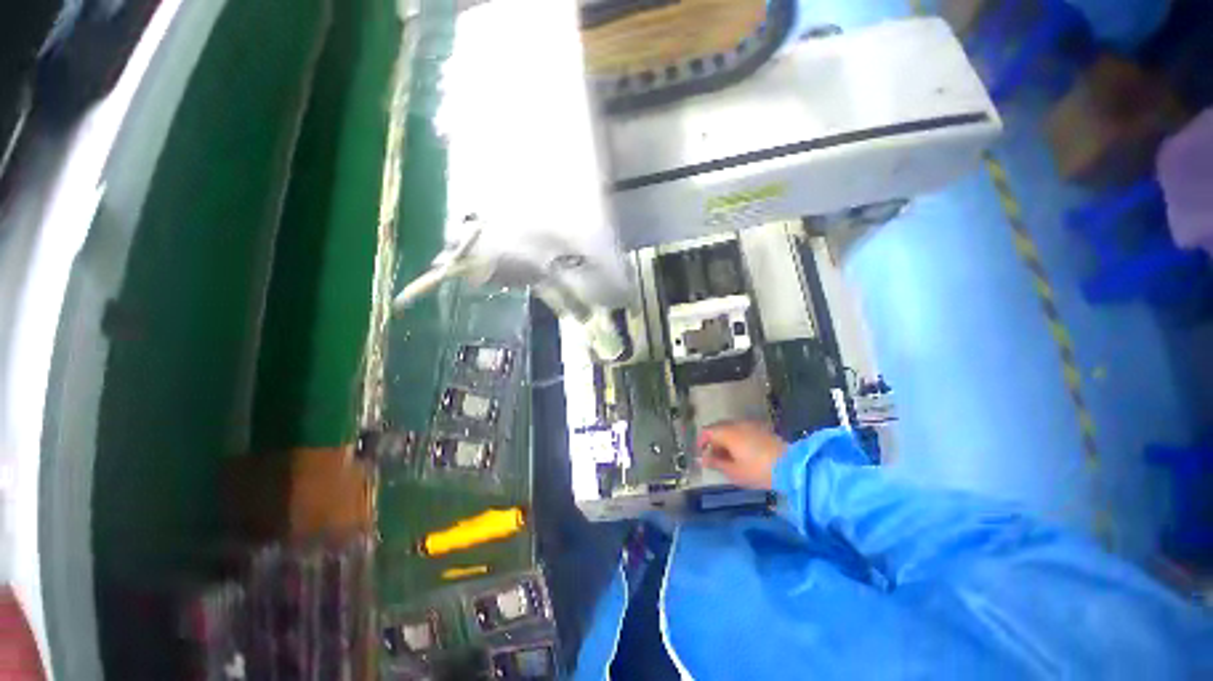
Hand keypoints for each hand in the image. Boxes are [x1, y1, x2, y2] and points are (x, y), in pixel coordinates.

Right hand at [697, 421, 787, 489]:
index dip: (701, 442)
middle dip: (714, 441)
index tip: (701, 455)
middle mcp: (736, 424)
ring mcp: (750, 424)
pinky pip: (743, 430)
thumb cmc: (757, 470)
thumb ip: (715, 463)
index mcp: (726, 432)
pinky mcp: (762, 428)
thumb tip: (702, 459)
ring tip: (729, 457)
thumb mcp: (733, 471)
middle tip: (714, 457)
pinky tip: (743, 452)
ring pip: (731, 428)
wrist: (790, 466)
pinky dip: (738, 438)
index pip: (706, 431)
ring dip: (726, 439)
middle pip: (718, 428)